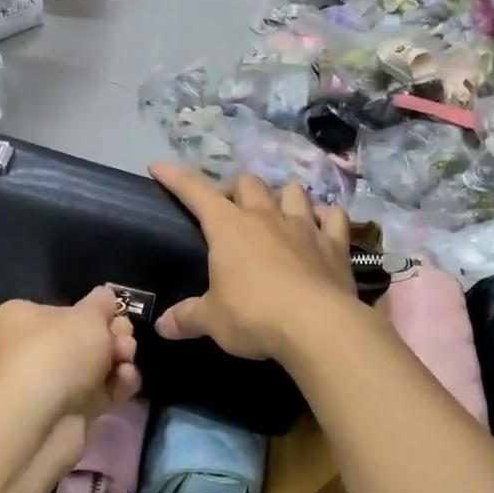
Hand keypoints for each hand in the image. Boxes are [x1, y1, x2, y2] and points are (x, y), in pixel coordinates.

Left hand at [0, 288, 141, 440]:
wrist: (41, 420)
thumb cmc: (58, 352)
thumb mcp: (88, 315)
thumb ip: (102, 303)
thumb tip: (106, 295)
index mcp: (20, 320)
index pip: (62, 310)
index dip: (93, 311)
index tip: (116, 314)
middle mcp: (27, 350)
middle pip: (82, 338)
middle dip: (112, 336)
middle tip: (125, 339)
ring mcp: (46, 384)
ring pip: (93, 366)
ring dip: (118, 359)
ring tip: (127, 359)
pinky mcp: (65, 412)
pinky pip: (97, 392)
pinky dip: (115, 385)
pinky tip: (127, 379)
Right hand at [150, 163, 361, 361]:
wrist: (317, 326)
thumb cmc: (254, 316)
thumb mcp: (213, 321)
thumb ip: (187, 318)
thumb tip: (162, 326)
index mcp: (228, 227)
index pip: (195, 191)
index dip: (175, 177)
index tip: (158, 167)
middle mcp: (265, 216)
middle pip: (247, 182)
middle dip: (235, 189)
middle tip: (230, 209)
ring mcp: (304, 226)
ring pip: (292, 191)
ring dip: (281, 196)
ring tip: (277, 212)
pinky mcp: (334, 243)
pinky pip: (333, 216)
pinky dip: (325, 216)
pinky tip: (322, 225)